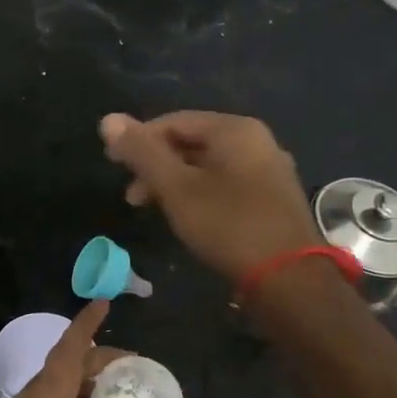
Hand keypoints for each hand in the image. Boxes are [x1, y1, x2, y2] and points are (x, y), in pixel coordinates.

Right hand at [99, 111, 321, 282]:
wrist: (289, 279)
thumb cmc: (228, 225)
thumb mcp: (176, 188)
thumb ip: (142, 153)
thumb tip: (107, 119)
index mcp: (235, 130)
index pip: (174, 121)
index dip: (139, 140)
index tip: (113, 165)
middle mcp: (257, 142)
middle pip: (192, 142)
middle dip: (156, 165)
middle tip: (131, 196)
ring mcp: (269, 171)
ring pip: (208, 166)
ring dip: (174, 182)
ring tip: (153, 209)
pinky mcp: (272, 199)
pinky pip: (225, 184)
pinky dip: (198, 194)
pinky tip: (186, 217)